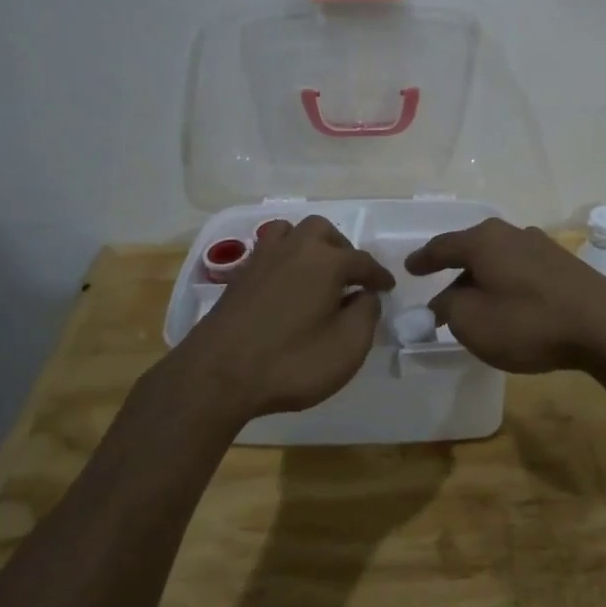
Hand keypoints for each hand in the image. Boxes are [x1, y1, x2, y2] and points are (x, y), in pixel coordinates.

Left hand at [173, 216, 394, 422]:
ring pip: (289, 232)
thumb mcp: (348, 346)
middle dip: (342, 249)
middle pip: (323, 231)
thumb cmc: (291, 361)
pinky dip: (283, 260)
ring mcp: (261, 260)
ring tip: (315, 271)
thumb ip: (366, 314)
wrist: (217, 375)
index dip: (378, 276)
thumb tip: (366, 295)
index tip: (387, 288)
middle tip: (350, 277)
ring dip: (308, 245)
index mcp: (326, 261)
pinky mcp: (238, 278)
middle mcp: (294, 249)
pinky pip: (267, 252)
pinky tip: (285, 285)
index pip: (362, 261)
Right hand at [404, 218, 605, 374]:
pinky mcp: (563, 264)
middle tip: (441, 295)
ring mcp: (540, 246)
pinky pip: (520, 270)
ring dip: (483, 280)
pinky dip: (507, 284)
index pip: (442, 246)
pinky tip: (510, 305)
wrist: (603, 326)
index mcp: (482, 240)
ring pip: (498, 260)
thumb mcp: (472, 323)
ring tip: (476, 304)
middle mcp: (510, 233)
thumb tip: (444, 302)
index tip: (409, 268)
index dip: (423, 259)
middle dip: (454, 272)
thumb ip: (448, 309)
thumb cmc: (528, 322)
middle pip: (472, 251)